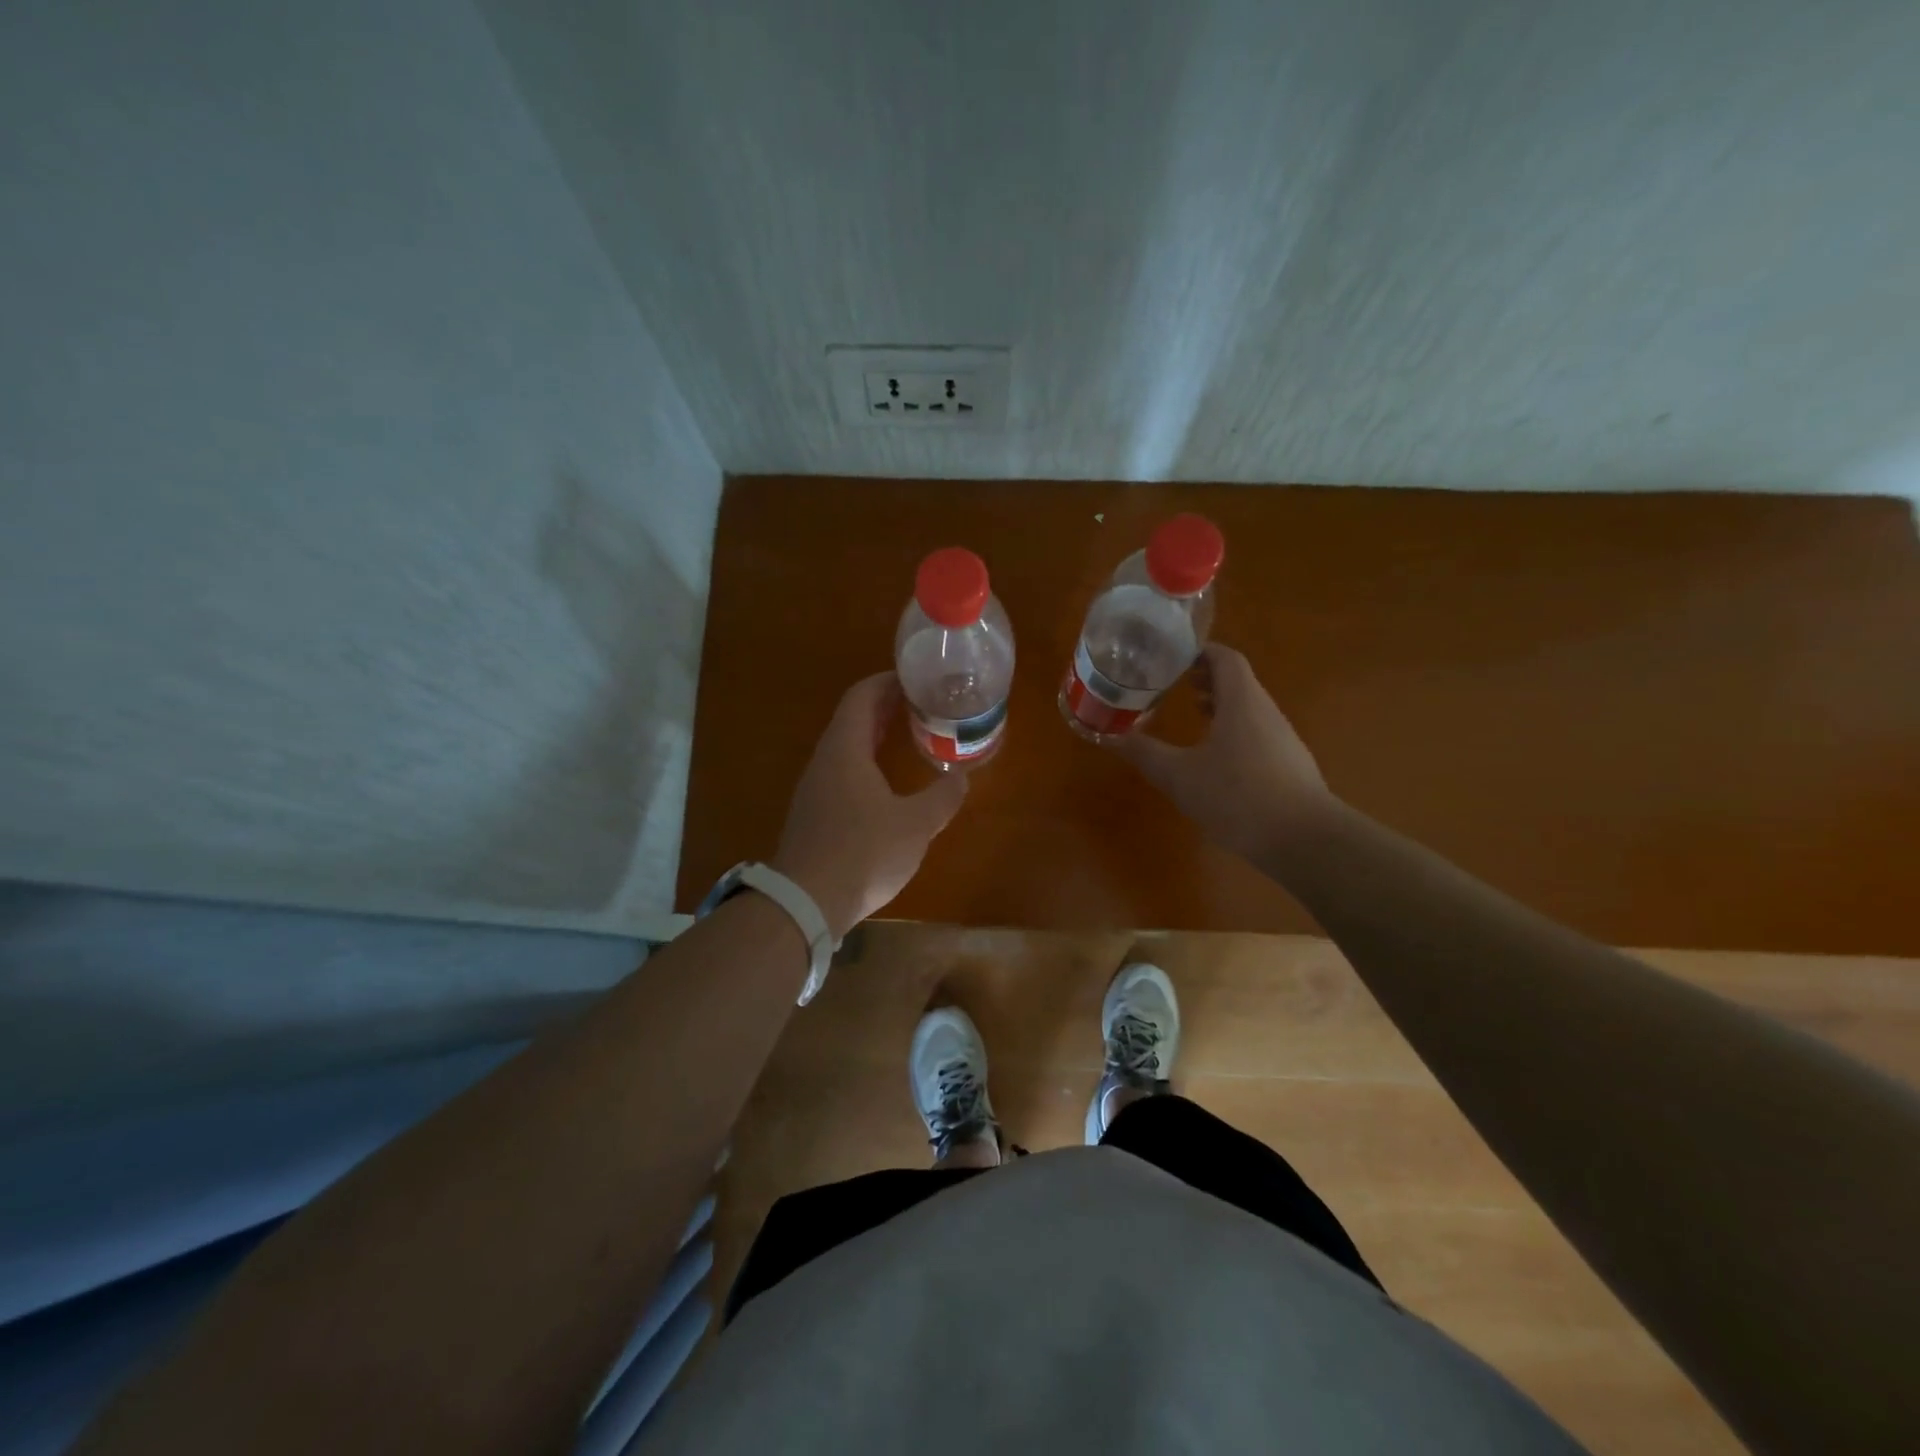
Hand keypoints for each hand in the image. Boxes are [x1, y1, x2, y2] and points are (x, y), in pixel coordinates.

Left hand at [771, 673, 968, 938]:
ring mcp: (815, 789)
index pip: (861, 697)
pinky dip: (866, 763)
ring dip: (875, 736)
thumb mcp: (915, 825)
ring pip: (846, 748)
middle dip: (886, 707)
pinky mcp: (814, 815)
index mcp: (845, 750)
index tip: (915, 679)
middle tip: (922, 705)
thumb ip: (942, 798)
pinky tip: (887, 784)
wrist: (806, 903)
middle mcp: (825, 762)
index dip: (886, 682)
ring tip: (910, 737)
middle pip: (853, 719)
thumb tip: (961, 778)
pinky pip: (842, 773)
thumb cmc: (863, 853)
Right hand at [1112, 644, 1336, 863]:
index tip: (1170, 656)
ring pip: (1248, 708)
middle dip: (1206, 678)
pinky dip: (1233, 730)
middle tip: (1173, 683)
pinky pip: (1257, 732)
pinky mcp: (1288, 764)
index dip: (1199, 652)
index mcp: (1242, 701)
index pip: (1225, 658)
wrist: (1303, 840)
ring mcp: (1282, 738)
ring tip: (1192, 713)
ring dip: (1220, 705)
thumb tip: (1108, 736)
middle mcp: (1266, 711)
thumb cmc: (1237, 796)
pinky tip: (1216, 758)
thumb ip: (1144, 753)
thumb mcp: (1179, 776)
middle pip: (1237, 681)